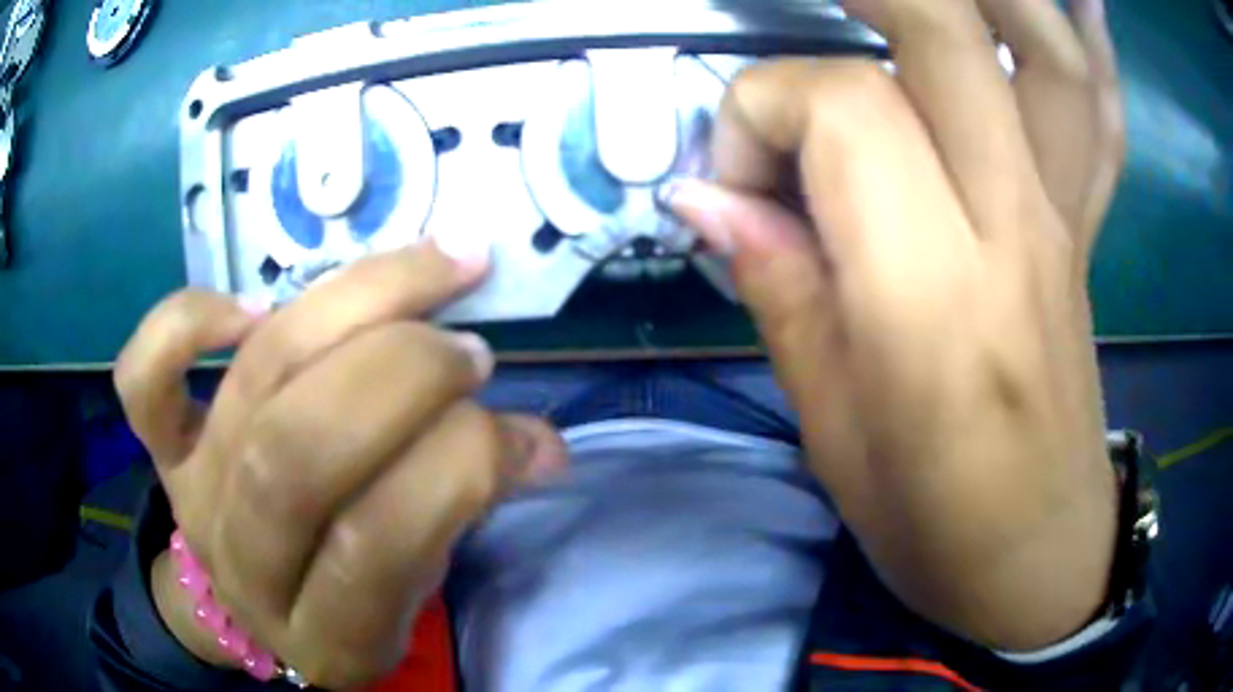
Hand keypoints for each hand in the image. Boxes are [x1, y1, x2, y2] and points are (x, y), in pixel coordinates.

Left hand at [114, 243, 566, 688]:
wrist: (247, 607)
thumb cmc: (342, 597)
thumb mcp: (413, 590)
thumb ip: (463, 512)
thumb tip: (540, 442)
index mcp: (327, 634)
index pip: (382, 541)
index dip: (461, 464)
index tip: (521, 427)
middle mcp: (247, 563)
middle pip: (302, 448)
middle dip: (404, 374)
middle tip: (471, 350)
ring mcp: (192, 495)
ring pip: (256, 379)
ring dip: (355, 305)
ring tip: (431, 274)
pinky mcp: (161, 450)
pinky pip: (144, 379)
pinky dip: (185, 321)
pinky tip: (251, 306)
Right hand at [669, 0, 1123, 649]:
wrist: (1041, 562)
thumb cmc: (937, 530)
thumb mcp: (834, 437)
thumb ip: (779, 292)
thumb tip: (703, 199)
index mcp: (937, 305)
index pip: (845, 114)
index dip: (763, 115)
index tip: (735, 184)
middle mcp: (1017, 231)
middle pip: (951, 36)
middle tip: (814, 6)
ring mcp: (1066, 222)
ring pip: (1050, 57)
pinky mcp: (1087, 233)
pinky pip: (1102, 119)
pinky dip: (1092, 46)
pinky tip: (1083, 1)